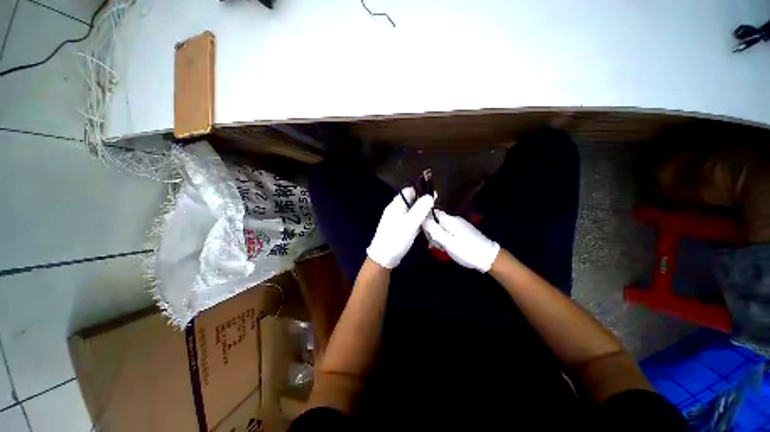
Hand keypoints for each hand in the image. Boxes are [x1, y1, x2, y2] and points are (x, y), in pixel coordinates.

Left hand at [366, 187, 434, 268]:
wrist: (383, 257)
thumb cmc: (397, 238)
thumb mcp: (411, 222)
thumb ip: (421, 208)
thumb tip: (430, 196)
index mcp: (396, 204)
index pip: (409, 191)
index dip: (421, 191)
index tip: (434, 196)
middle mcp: (395, 209)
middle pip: (410, 200)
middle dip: (422, 202)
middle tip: (434, 208)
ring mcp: (396, 219)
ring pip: (411, 210)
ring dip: (421, 212)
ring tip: (432, 216)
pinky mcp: (398, 228)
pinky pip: (409, 219)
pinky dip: (417, 220)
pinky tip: (424, 225)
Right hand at [422, 210, 499, 271]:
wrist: (487, 257)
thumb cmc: (465, 250)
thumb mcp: (447, 242)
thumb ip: (434, 229)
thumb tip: (422, 218)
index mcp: (448, 220)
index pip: (431, 212)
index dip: (425, 221)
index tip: (425, 233)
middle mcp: (453, 219)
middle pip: (435, 220)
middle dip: (432, 231)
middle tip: (435, 244)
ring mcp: (458, 224)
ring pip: (441, 227)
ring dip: (438, 236)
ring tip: (442, 247)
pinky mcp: (461, 230)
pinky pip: (447, 231)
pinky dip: (445, 238)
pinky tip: (447, 247)